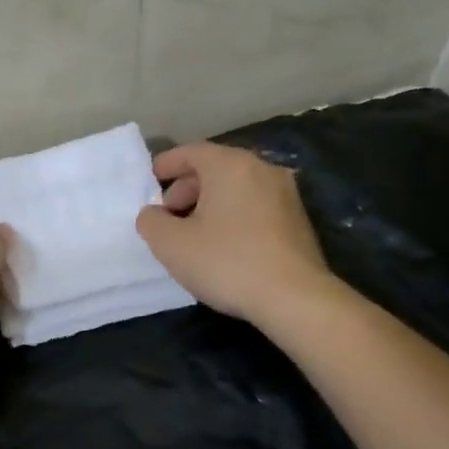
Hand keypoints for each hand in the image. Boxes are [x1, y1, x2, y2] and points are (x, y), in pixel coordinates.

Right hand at [135, 142, 333, 325]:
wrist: (294, 297)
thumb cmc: (227, 262)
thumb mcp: (172, 245)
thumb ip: (151, 222)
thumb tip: (152, 214)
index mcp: (230, 165)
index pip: (191, 151)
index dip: (166, 164)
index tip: (150, 180)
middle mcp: (261, 168)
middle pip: (215, 168)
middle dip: (187, 188)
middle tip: (169, 216)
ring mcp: (285, 193)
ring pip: (237, 187)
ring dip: (210, 203)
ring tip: (194, 233)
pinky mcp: (298, 219)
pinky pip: (255, 205)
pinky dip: (234, 214)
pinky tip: (224, 244)